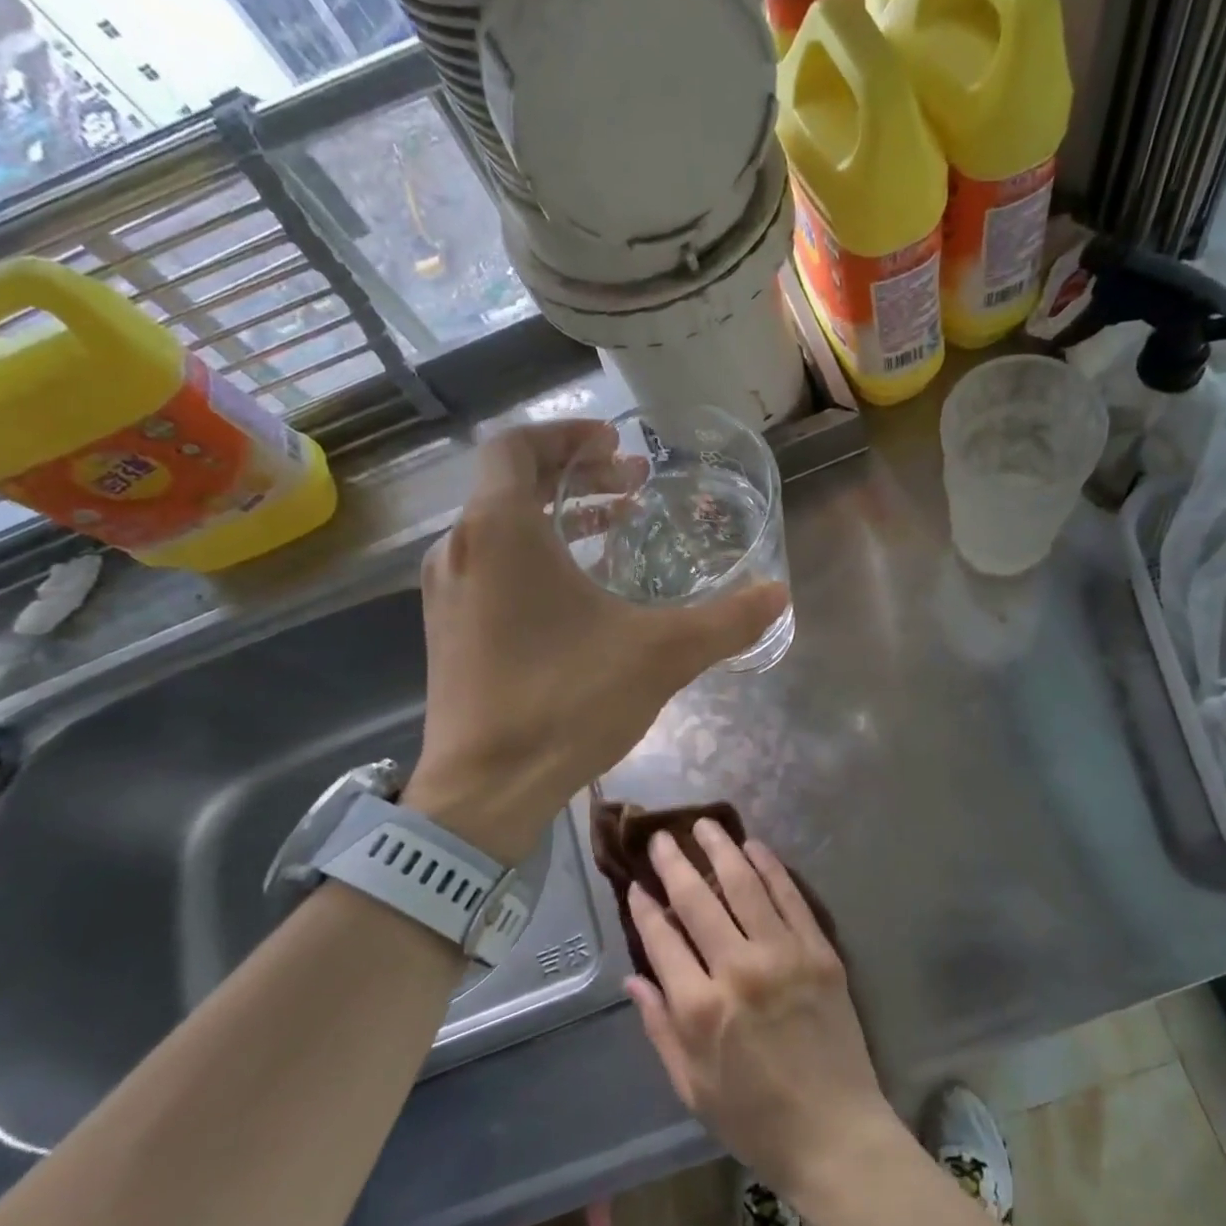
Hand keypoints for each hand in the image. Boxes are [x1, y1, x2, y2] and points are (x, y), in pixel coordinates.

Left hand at [402, 422, 788, 862]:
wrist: (484, 790)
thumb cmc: (566, 702)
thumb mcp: (661, 654)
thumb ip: (726, 620)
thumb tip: (779, 594)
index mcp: (501, 530)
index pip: (518, 445)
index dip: (569, 435)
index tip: (616, 444)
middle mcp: (462, 547)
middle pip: (513, 483)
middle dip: (577, 476)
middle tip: (633, 485)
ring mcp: (447, 590)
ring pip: (502, 527)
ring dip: (559, 518)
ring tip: (618, 529)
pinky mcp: (448, 627)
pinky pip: (492, 565)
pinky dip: (537, 556)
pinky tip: (583, 590)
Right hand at [625, 820, 898, 1198]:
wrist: (834, 1132)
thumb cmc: (754, 1118)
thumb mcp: (690, 1086)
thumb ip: (659, 1026)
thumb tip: (633, 977)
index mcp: (699, 1008)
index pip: (662, 938)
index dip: (644, 907)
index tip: (635, 884)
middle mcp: (738, 969)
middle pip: (698, 900)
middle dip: (675, 863)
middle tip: (662, 837)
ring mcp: (784, 954)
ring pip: (744, 884)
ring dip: (721, 849)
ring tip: (705, 825)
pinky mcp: (819, 950)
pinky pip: (790, 896)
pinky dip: (769, 866)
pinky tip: (754, 846)